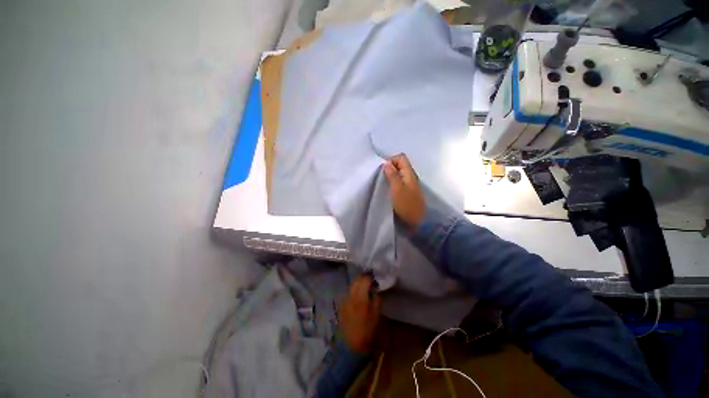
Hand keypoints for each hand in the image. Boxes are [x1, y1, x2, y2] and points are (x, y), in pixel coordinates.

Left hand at [340, 276, 381, 352]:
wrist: (352, 345)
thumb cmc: (368, 331)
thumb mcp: (377, 315)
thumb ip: (376, 299)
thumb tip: (376, 289)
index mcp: (360, 298)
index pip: (365, 280)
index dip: (371, 277)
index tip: (376, 278)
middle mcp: (351, 296)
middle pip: (356, 280)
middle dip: (364, 277)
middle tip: (371, 279)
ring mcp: (345, 300)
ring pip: (351, 285)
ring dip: (358, 282)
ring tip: (365, 285)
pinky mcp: (341, 304)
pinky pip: (348, 292)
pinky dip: (354, 289)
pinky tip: (358, 294)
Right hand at [383, 154, 425, 229]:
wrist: (417, 222)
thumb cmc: (407, 205)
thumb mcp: (397, 189)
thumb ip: (392, 175)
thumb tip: (386, 163)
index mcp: (409, 173)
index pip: (401, 158)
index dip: (390, 160)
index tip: (381, 169)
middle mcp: (410, 176)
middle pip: (400, 165)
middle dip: (389, 168)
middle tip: (380, 176)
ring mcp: (409, 184)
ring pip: (399, 173)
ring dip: (390, 175)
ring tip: (382, 182)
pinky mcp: (407, 192)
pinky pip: (399, 182)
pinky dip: (392, 182)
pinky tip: (387, 189)